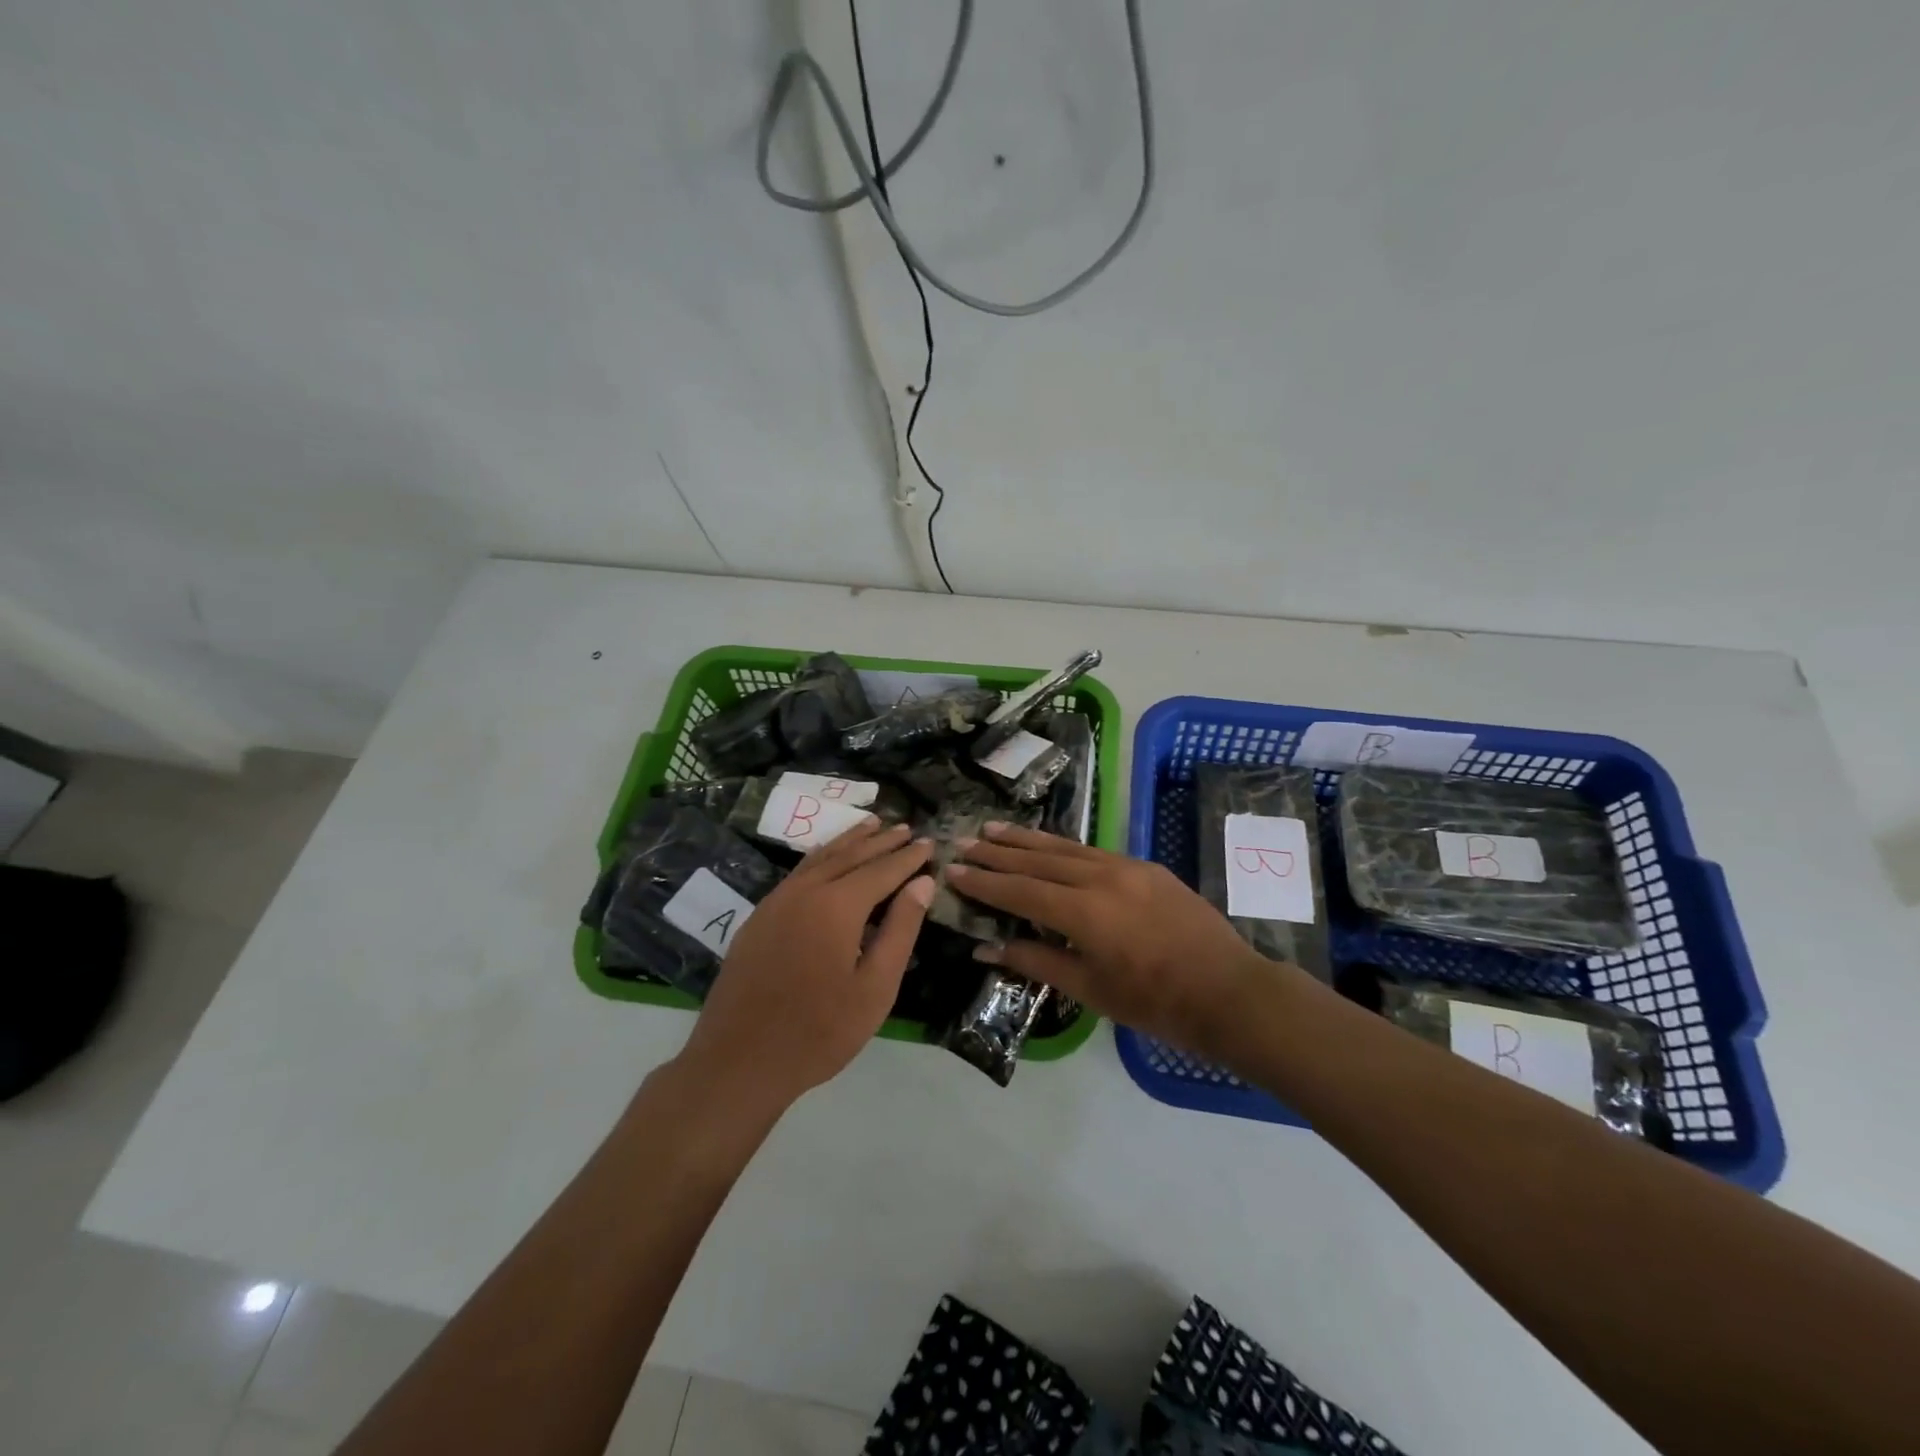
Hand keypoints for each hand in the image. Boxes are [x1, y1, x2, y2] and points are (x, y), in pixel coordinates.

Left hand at [679, 819, 933, 1111]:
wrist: (739, 1061)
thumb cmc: (819, 1031)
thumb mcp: (875, 987)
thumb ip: (900, 929)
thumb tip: (921, 883)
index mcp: (837, 906)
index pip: (881, 870)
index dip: (908, 857)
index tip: (929, 842)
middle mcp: (805, 891)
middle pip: (850, 856)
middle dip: (881, 841)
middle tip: (906, 827)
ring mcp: (777, 901)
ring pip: (820, 858)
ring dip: (849, 840)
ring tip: (872, 824)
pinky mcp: (759, 916)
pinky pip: (798, 872)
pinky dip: (822, 856)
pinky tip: (828, 857)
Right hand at [950, 823, 1289, 1060]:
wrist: (1229, 991)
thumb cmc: (1156, 1003)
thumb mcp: (1091, 990)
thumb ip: (1036, 961)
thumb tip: (986, 946)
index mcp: (1085, 912)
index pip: (1020, 891)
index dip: (984, 882)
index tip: (953, 870)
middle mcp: (1102, 878)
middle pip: (1038, 860)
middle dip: (998, 852)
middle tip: (965, 842)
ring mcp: (1127, 867)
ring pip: (1066, 848)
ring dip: (1027, 840)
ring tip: (994, 829)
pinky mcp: (1146, 866)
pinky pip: (1093, 851)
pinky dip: (1062, 847)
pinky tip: (1048, 845)